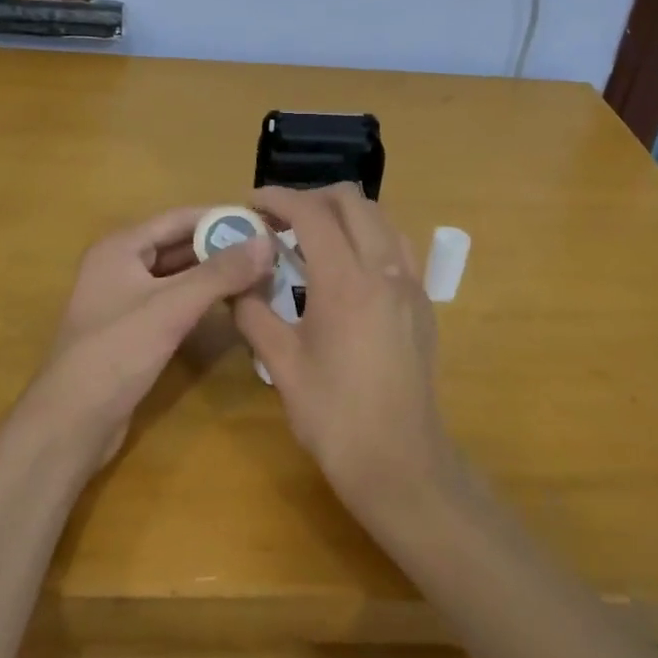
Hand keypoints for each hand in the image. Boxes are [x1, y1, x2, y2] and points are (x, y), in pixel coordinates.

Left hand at [21, 207, 274, 472]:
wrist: (71, 423)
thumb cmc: (116, 353)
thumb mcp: (172, 308)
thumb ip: (220, 273)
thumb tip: (267, 242)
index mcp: (121, 247)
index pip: (180, 218)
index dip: (222, 218)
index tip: (265, 222)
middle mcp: (119, 265)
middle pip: (179, 245)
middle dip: (222, 247)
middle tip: (270, 251)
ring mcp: (124, 299)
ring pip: (178, 276)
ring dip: (214, 275)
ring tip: (260, 274)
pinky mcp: (132, 330)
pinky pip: (173, 302)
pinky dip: (201, 300)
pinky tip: (232, 306)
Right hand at [233, 185, 456, 510]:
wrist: (399, 460)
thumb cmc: (333, 415)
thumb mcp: (281, 363)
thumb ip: (253, 312)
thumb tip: (234, 283)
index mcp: (346, 281)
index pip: (311, 213)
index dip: (278, 198)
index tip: (252, 203)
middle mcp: (385, 269)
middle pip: (353, 201)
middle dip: (312, 197)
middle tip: (279, 219)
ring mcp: (411, 284)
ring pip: (381, 219)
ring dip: (344, 214)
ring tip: (312, 238)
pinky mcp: (423, 303)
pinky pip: (398, 247)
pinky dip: (369, 238)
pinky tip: (346, 269)